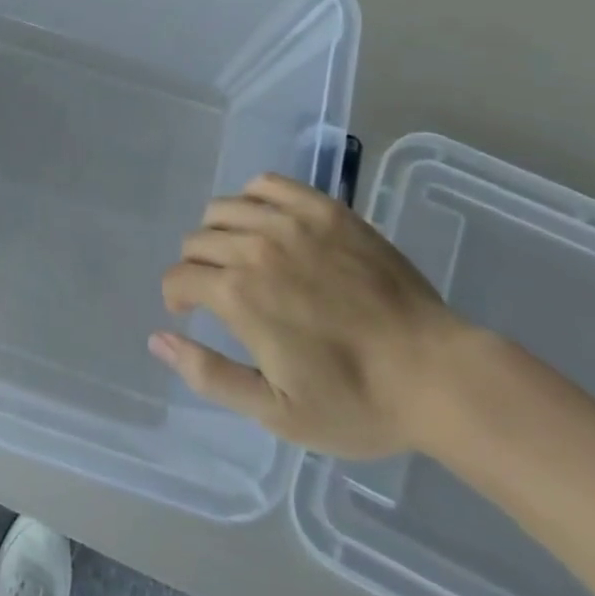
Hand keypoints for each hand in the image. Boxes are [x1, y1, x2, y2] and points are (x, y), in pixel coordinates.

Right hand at [149, 173, 470, 458]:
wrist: (436, 374)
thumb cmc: (355, 401)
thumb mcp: (275, 411)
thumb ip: (208, 374)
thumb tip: (158, 339)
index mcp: (237, 296)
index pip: (179, 277)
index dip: (177, 297)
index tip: (190, 312)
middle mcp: (254, 248)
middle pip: (197, 240)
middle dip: (196, 267)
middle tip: (219, 291)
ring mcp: (291, 223)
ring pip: (224, 208)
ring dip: (219, 232)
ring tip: (240, 255)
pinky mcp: (325, 210)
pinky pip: (268, 184)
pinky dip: (253, 198)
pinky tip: (266, 222)